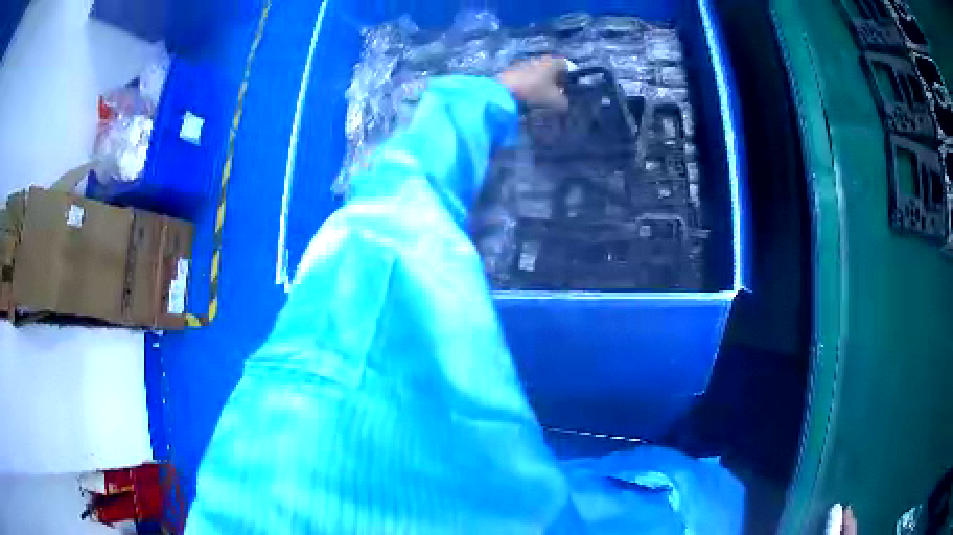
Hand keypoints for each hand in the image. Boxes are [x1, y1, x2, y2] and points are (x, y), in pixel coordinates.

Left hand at [497, 56, 568, 110]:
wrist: (504, 91)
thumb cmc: (535, 92)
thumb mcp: (556, 102)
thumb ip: (564, 102)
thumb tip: (563, 103)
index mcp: (552, 62)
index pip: (565, 65)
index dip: (567, 77)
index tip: (565, 88)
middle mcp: (538, 59)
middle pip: (550, 68)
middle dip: (552, 80)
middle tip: (552, 94)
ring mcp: (523, 63)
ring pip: (536, 72)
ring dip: (539, 82)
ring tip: (537, 96)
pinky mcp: (511, 70)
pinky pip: (524, 76)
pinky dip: (527, 84)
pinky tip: (524, 95)